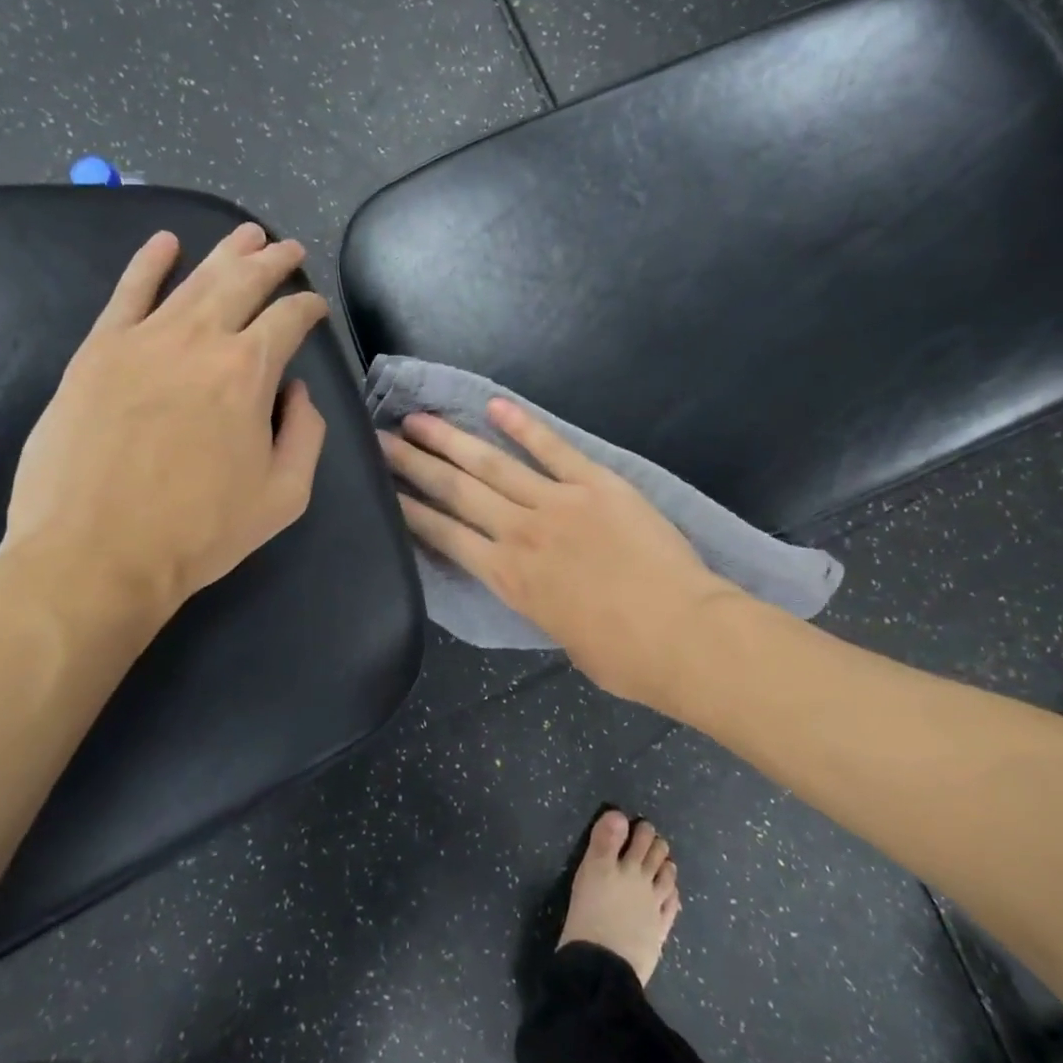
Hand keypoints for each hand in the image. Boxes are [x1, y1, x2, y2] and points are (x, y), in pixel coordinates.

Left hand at [3, 222, 329, 621]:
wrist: (96, 554)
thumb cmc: (199, 531)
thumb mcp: (285, 496)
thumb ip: (305, 434)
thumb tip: (297, 391)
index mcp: (248, 373)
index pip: (288, 320)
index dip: (308, 308)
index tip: (315, 308)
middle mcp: (198, 340)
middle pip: (243, 283)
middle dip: (273, 261)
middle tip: (288, 248)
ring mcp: (142, 339)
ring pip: (193, 279)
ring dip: (226, 253)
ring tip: (247, 234)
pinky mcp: (97, 351)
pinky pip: (126, 292)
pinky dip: (147, 263)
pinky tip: (164, 242)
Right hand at [378, 400, 736, 703]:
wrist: (681, 633)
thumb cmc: (622, 655)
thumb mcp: (559, 636)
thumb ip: (537, 601)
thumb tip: (533, 583)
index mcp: (508, 578)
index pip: (444, 535)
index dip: (410, 510)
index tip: (383, 489)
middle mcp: (519, 533)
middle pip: (455, 491)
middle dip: (413, 465)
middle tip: (381, 440)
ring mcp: (556, 502)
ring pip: (491, 464)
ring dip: (451, 439)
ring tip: (418, 419)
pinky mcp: (594, 484)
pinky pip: (552, 448)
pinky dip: (523, 426)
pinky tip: (495, 406)